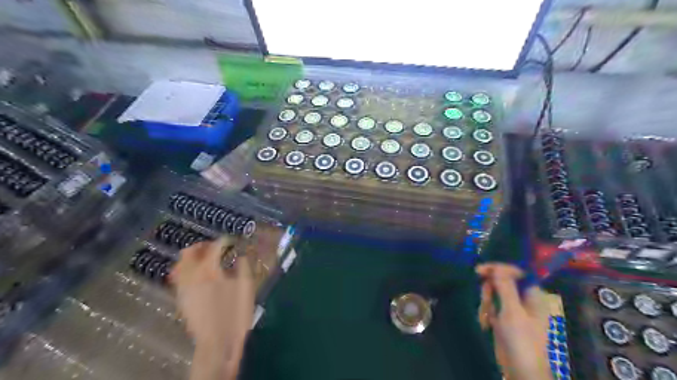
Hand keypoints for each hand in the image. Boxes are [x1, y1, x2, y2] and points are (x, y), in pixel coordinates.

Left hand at [171, 237, 255, 379]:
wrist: (217, 341)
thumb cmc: (235, 313)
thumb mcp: (246, 287)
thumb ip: (244, 266)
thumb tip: (242, 254)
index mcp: (210, 270)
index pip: (215, 247)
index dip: (224, 241)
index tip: (232, 241)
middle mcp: (192, 275)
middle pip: (189, 252)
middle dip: (202, 246)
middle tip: (215, 247)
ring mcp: (183, 287)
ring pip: (180, 264)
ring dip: (192, 257)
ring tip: (206, 259)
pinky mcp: (181, 298)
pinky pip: (178, 277)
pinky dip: (187, 270)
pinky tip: (199, 274)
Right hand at [478, 264, 551, 379]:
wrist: (520, 370)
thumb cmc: (521, 339)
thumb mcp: (512, 311)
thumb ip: (504, 287)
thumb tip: (497, 267)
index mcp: (532, 295)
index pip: (516, 272)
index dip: (499, 269)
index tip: (480, 270)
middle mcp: (523, 299)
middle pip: (501, 282)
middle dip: (490, 291)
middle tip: (487, 303)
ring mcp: (512, 309)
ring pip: (493, 294)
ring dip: (487, 304)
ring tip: (488, 318)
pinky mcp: (503, 318)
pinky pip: (490, 306)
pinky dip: (486, 312)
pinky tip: (487, 324)